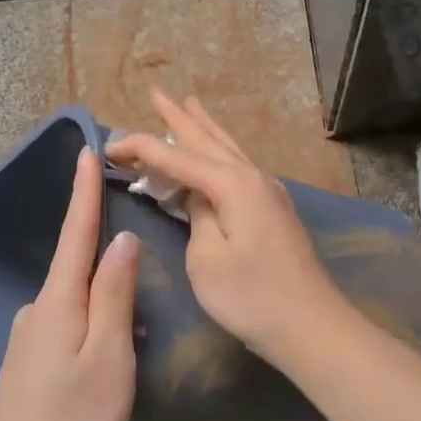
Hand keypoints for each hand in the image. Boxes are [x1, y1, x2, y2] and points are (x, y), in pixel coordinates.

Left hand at [0, 147, 139, 420]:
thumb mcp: (109, 355)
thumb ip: (114, 294)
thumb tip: (120, 240)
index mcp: (58, 301)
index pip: (76, 233)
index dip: (83, 192)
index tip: (85, 151)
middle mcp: (36, 311)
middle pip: (75, 268)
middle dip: (103, 255)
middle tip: (139, 264)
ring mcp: (26, 341)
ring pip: (73, 304)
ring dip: (100, 301)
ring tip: (131, 330)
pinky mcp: (25, 367)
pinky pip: (64, 328)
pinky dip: (88, 326)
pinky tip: (102, 356)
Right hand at [106, 92, 345, 357]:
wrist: (312, 326)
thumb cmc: (251, 296)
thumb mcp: (206, 259)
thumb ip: (196, 217)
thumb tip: (198, 197)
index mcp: (232, 184)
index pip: (176, 157)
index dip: (141, 148)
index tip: (109, 145)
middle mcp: (252, 177)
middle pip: (207, 140)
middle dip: (179, 118)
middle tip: (157, 94)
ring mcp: (268, 191)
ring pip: (228, 148)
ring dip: (204, 128)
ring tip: (189, 105)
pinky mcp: (274, 209)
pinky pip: (239, 165)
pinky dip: (220, 151)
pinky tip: (219, 152)